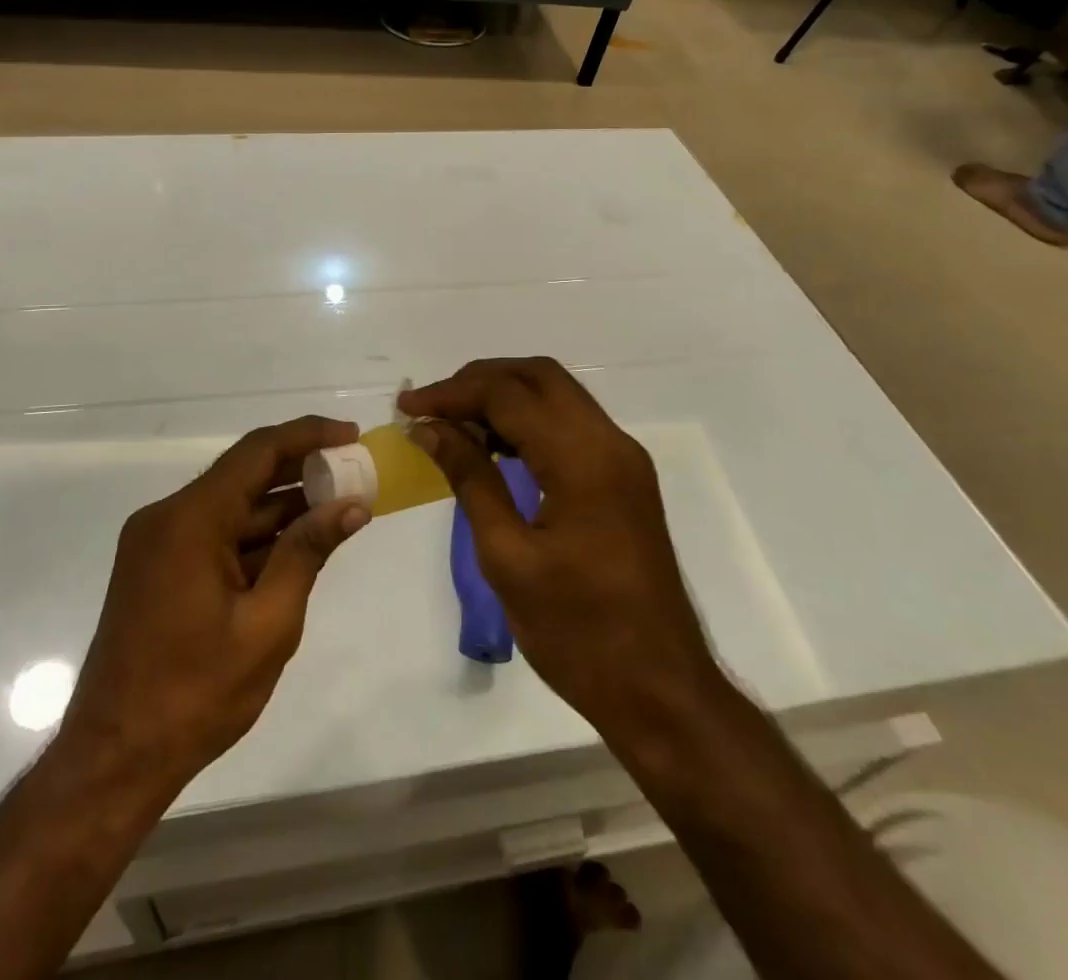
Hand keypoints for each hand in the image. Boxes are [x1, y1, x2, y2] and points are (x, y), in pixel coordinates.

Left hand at [51, 416, 370, 793]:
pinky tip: (298, 541)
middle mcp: (169, 517)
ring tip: (339, 504)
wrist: (114, 759)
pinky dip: (257, 534)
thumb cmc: (195, 695)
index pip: (258, 452)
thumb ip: (307, 554)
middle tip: (355, 472)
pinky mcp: (160, 566)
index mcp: (190, 520)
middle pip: (244, 473)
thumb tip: (352, 505)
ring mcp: (160, 542)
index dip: (308, 436)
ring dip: (282, 505)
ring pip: (232, 505)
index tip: (352, 435)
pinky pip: (216, 532)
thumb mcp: (267, 624)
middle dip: (302, 470)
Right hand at [400, 359, 720, 738]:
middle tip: (432, 406)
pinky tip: (494, 447)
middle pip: (539, 376)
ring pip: (557, 396)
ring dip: (504, 397)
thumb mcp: (508, 557)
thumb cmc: (578, 633)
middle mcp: (610, 442)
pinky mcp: (624, 478)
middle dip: (479, 381)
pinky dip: (529, 421)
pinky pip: (571, 425)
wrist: (661, 690)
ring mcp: (623, 459)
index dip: (452, 393)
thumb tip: (430, 428)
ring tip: (454, 424)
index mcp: (584, 459)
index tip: (406, 407)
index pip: (508, 394)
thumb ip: (470, 479)